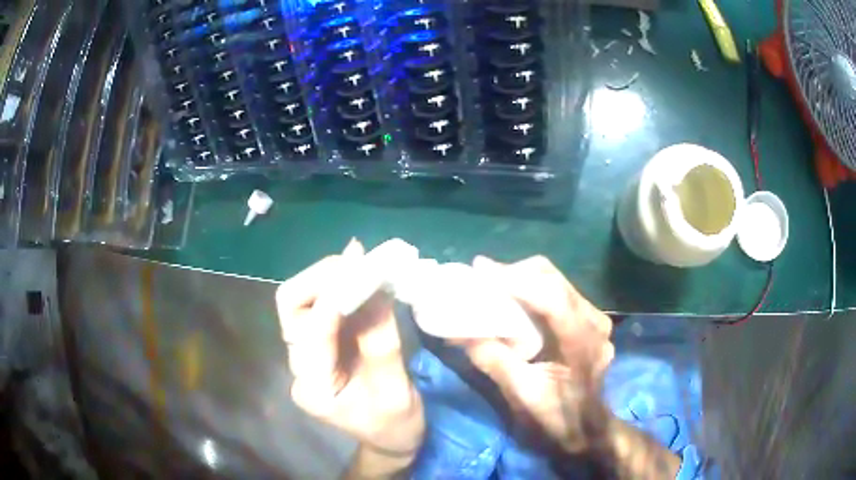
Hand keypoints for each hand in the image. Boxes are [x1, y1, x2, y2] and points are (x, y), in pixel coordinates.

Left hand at [277, 240, 423, 475]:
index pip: (315, 332)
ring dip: (327, 278)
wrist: (389, 441)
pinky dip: (336, 287)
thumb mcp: (397, 391)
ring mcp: (305, 357)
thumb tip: (376, 289)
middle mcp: (301, 369)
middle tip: (357, 260)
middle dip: (321, 278)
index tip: (363, 266)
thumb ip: (382, 343)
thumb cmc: (396, 426)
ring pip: (299, 302)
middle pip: (291, 308)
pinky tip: (358, 277)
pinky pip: (318, 307)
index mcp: (316, 389)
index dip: (336, 296)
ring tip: (360, 266)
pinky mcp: (317, 348)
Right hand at [462, 255, 614, 452]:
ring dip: (523, 280)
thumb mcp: (521, 395)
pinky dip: (533, 290)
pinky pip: (559, 292)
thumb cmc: (556, 418)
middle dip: (515, 273)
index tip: (480, 270)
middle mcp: (594, 322)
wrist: (588, 429)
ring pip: (556, 281)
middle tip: (482, 279)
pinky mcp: (589, 321)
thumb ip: (493, 360)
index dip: (516, 280)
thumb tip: (458, 331)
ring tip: (493, 287)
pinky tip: (514, 301)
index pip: (552, 298)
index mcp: (582, 343)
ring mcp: (596, 319)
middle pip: (554, 279)